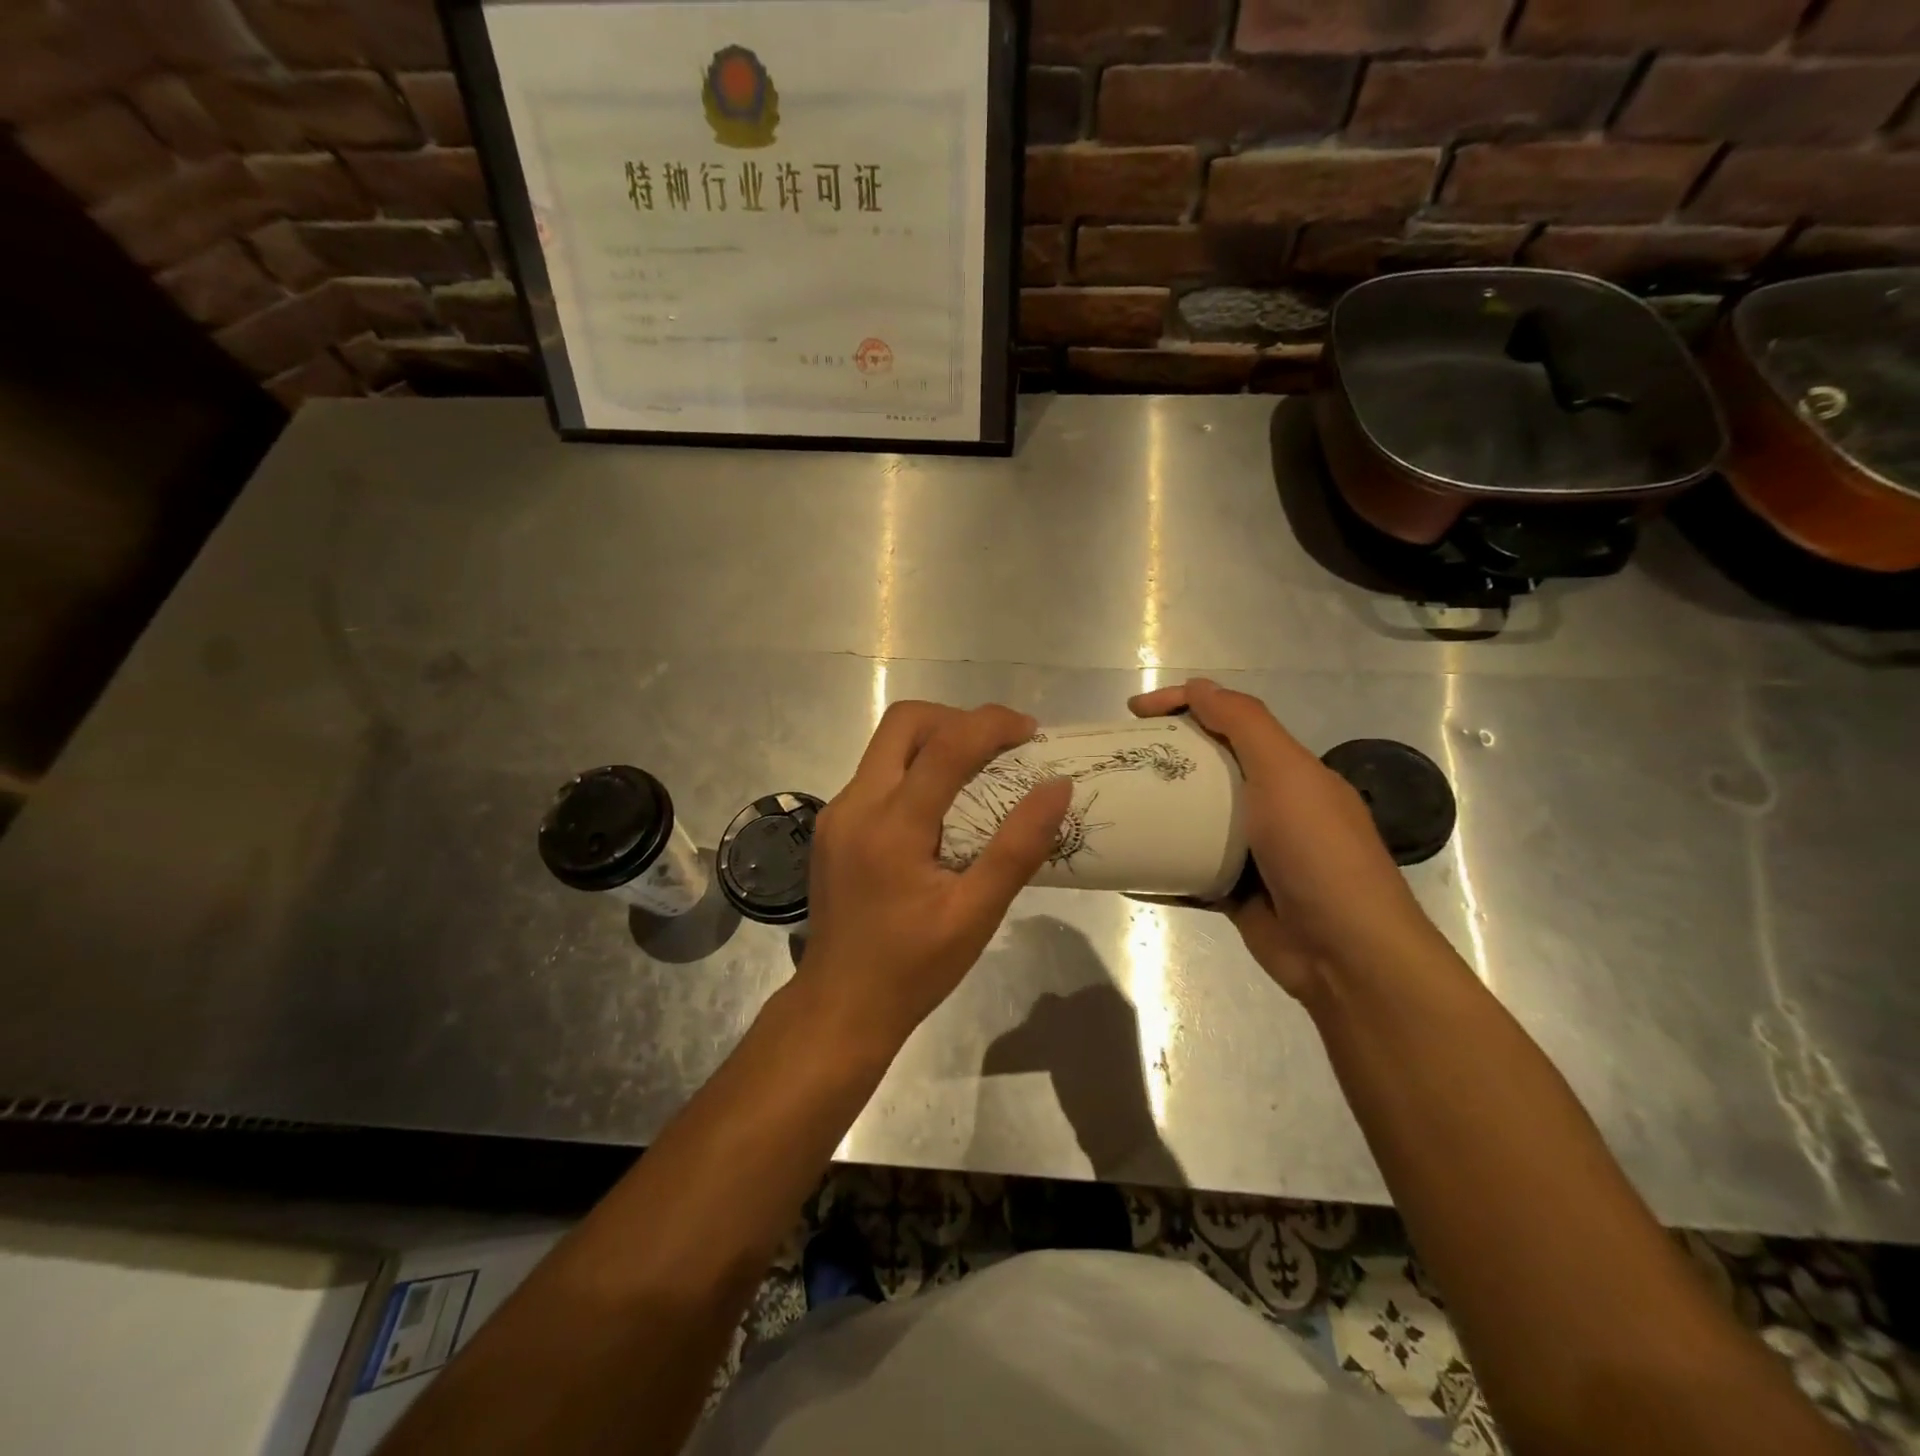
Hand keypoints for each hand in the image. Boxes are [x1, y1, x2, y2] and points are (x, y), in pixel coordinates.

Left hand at [800, 702, 1071, 1053]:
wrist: (839, 1006)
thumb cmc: (913, 969)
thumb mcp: (975, 915)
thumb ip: (1018, 848)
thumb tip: (1056, 787)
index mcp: (891, 826)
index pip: (945, 745)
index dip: (991, 724)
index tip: (1030, 732)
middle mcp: (855, 805)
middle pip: (904, 723)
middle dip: (956, 719)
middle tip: (998, 747)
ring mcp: (837, 813)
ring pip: (886, 746)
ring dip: (934, 742)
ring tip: (978, 772)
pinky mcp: (833, 827)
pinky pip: (877, 775)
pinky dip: (914, 770)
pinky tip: (941, 807)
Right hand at [1130, 679, 1451, 1003]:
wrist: (1345, 953)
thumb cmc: (1315, 852)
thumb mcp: (1286, 774)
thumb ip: (1245, 725)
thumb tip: (1199, 686)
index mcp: (1288, 771)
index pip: (1231, 720)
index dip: (1184, 705)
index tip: (1135, 712)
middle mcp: (1271, 806)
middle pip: (1207, 768)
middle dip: (1163, 758)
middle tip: (1118, 759)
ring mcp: (1252, 852)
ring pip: (1194, 821)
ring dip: (1156, 812)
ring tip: (1114, 805)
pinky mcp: (1233, 893)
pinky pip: (1187, 871)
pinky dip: (1158, 868)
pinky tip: (1124, 866)